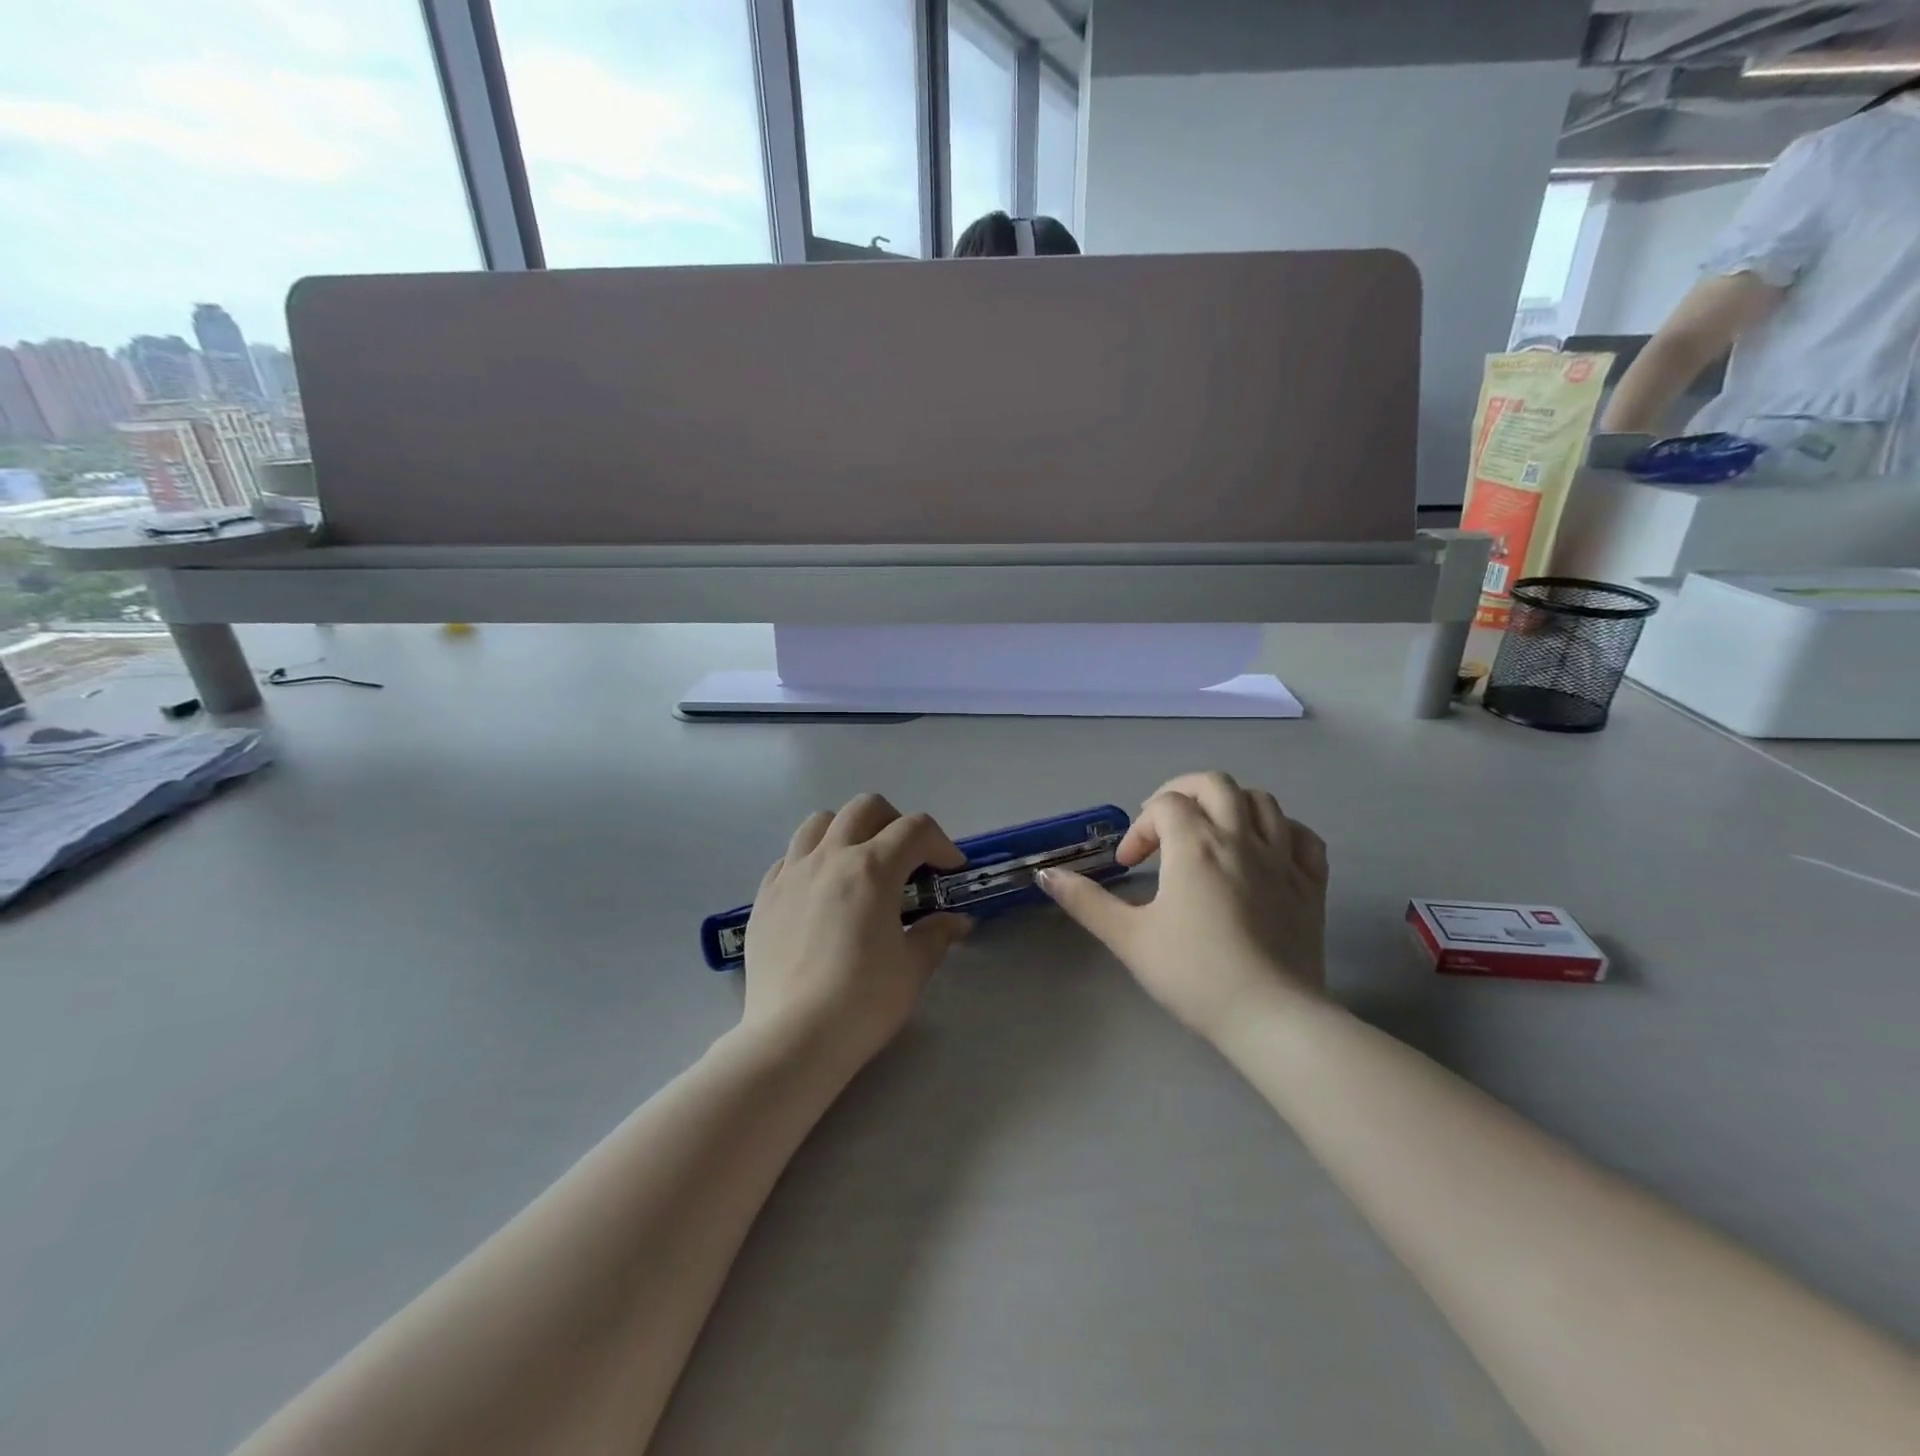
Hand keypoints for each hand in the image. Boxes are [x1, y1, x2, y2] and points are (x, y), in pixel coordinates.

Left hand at [742, 794, 972, 1066]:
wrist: (793, 1038)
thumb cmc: (863, 1001)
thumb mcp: (914, 967)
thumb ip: (937, 934)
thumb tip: (956, 921)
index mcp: (872, 869)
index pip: (915, 829)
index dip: (941, 843)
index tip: (951, 870)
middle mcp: (829, 858)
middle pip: (865, 808)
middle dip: (895, 823)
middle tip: (908, 858)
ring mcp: (791, 874)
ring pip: (820, 822)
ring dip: (848, 831)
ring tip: (859, 864)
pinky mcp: (765, 897)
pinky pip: (790, 857)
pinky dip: (812, 860)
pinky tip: (821, 893)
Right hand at [1039, 771, 1328, 1040]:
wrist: (1270, 1017)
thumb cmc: (1193, 974)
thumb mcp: (1128, 938)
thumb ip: (1086, 901)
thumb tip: (1047, 874)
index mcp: (1196, 845)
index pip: (1164, 805)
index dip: (1140, 827)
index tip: (1130, 866)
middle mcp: (1241, 838)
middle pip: (1216, 784)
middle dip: (1184, 793)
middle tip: (1166, 824)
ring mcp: (1283, 859)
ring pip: (1262, 801)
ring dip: (1231, 805)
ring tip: (1212, 831)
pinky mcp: (1311, 884)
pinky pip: (1303, 837)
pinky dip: (1282, 831)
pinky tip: (1264, 850)